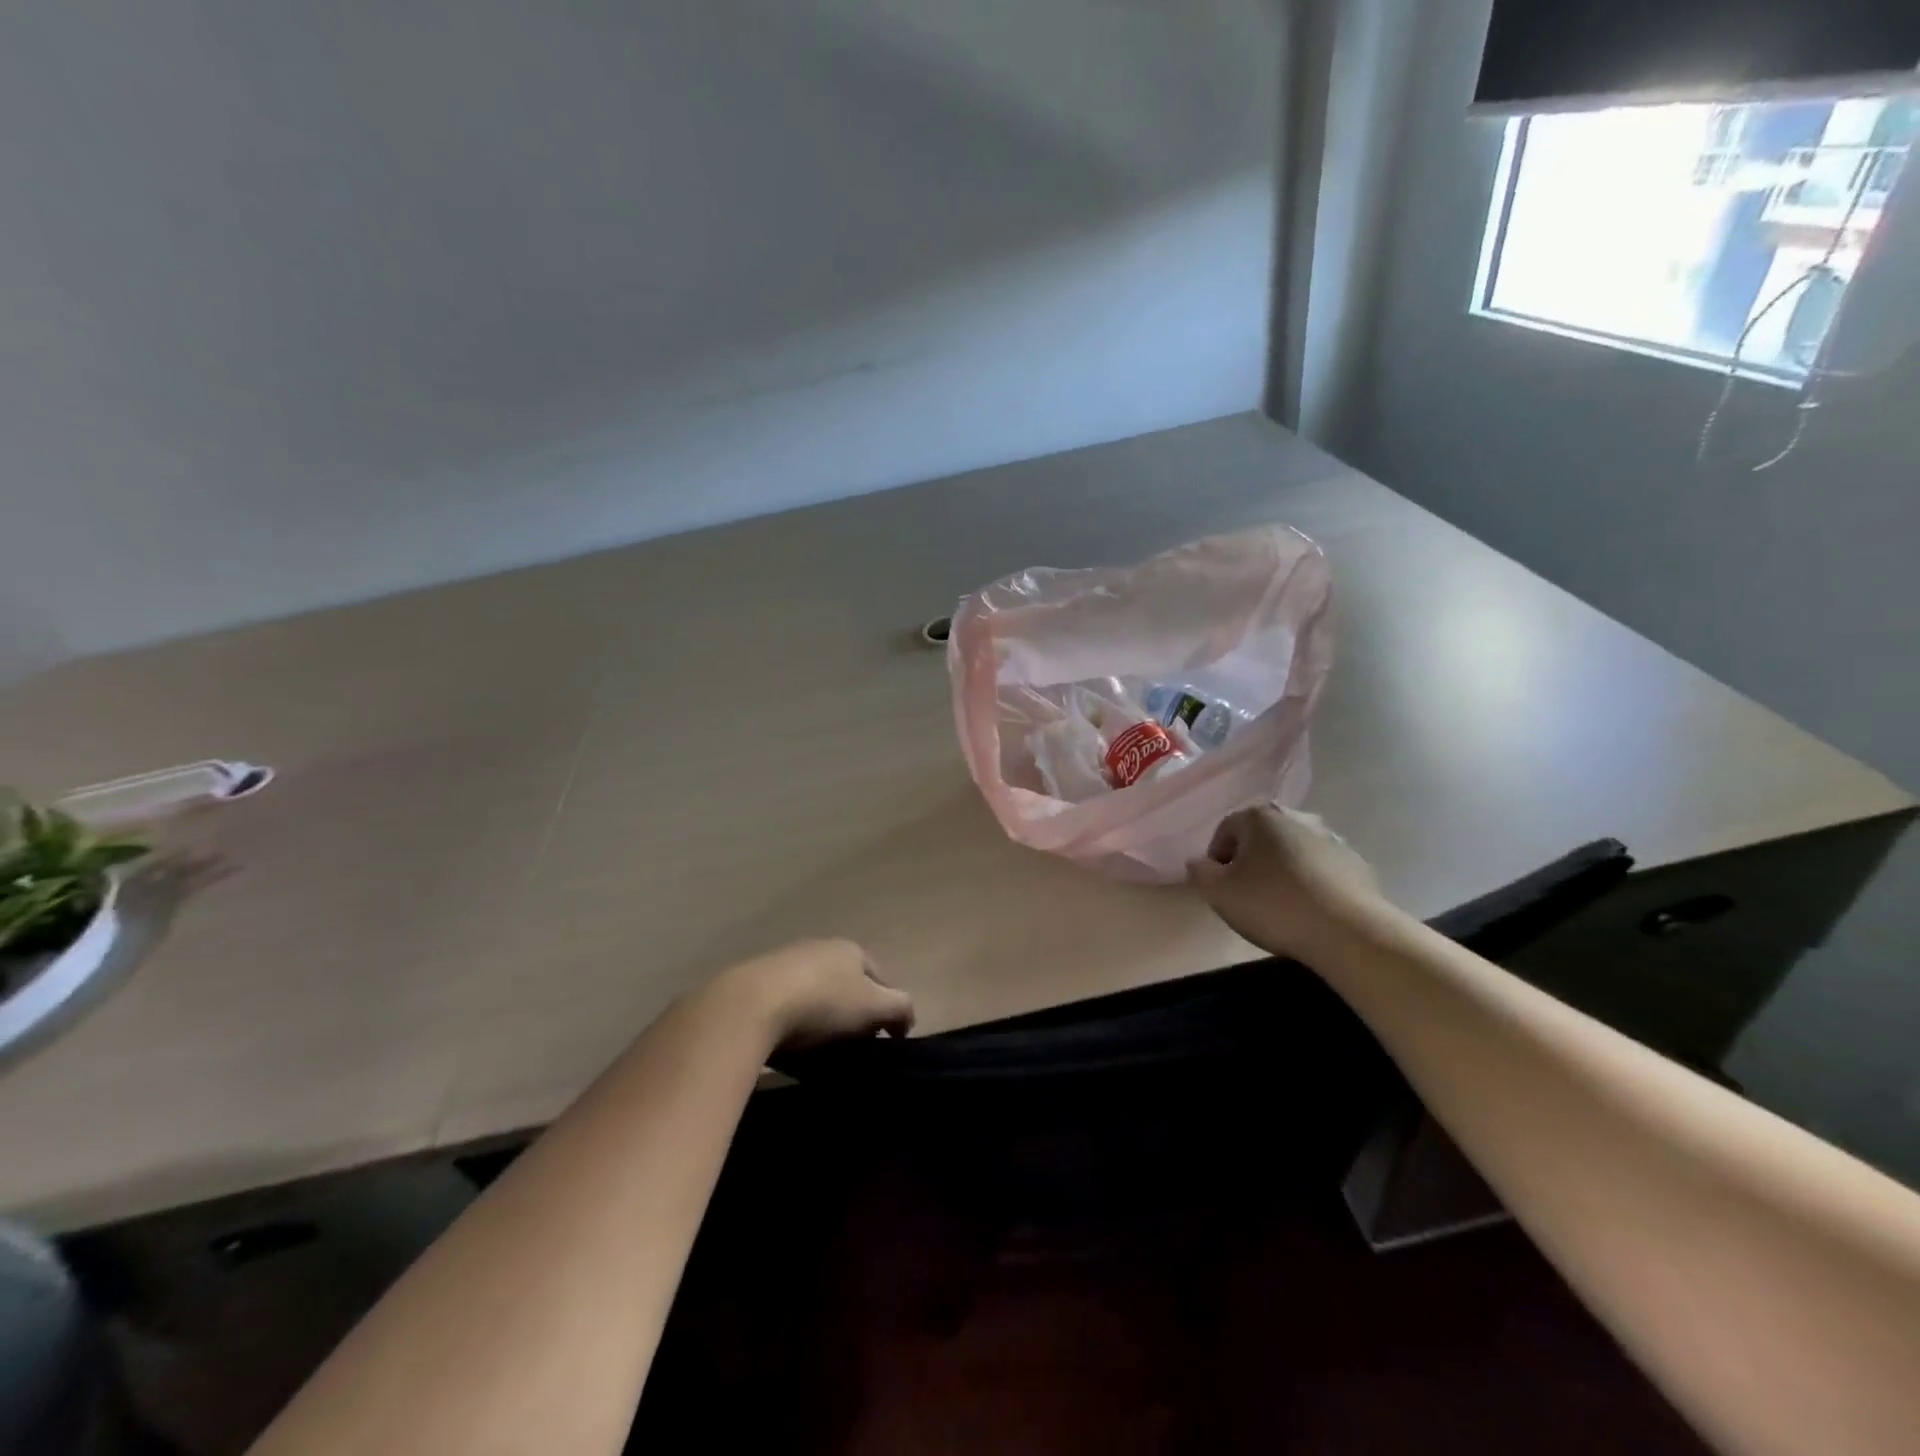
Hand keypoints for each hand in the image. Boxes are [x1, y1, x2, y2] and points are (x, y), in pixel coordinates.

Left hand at [707, 939, 914, 1051]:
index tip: (886, 1040)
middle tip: (855, 1046)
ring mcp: (785, 962)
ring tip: (821, 1049)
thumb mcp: (874, 1006)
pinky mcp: (756, 982)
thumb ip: (900, 1008)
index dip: (888, 1008)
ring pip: (815, 992)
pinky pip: (786, 1004)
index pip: (880, 978)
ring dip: (822, 1015)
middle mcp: (820, 948)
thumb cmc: (823, 1003)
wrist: (750, 1005)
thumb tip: (906, 1019)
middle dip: (854, 1011)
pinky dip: (793, 1021)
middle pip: (847, 983)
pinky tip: (789, 1043)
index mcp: (851, 950)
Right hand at [1187, 806, 1386, 960]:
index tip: (1220, 887)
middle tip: (1247, 895)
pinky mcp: (1357, 863)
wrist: (1348, 931)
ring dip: (1282, 870)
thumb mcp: (1218, 893)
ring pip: (1293, 851)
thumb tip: (1199, 863)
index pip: (1225, 830)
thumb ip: (1199, 873)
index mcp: (1259, 816)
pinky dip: (1311, 883)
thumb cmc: (1273, 905)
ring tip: (1280, 906)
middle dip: (1251, 861)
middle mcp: (1296, 816)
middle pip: (1261, 837)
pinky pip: (1321, 869)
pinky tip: (1309, 911)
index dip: (1216, 859)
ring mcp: (1331, 838)